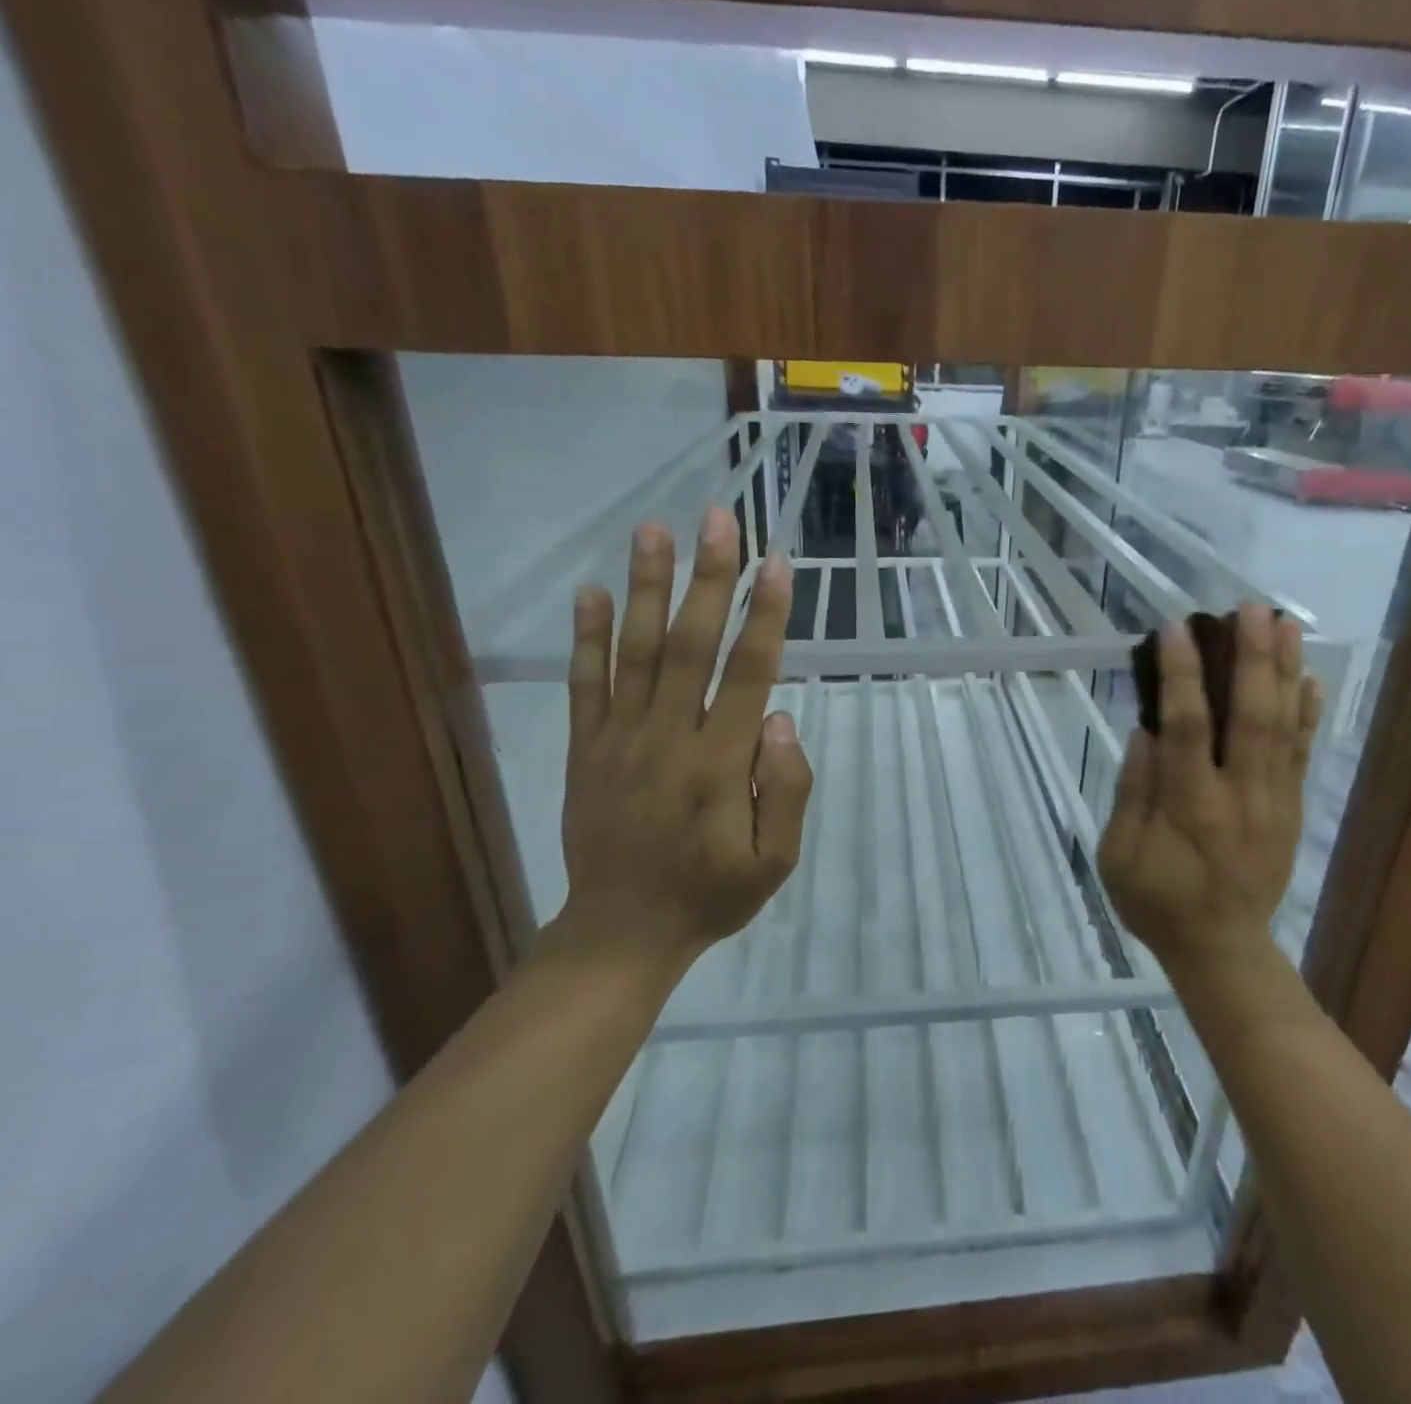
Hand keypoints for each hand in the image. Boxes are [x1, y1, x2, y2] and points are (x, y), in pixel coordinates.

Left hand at [552, 507, 811, 970]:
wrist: (621, 932)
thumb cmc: (710, 894)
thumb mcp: (775, 862)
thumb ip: (785, 791)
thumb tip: (782, 719)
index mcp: (720, 765)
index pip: (747, 675)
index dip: (764, 616)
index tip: (776, 563)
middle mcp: (668, 739)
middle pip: (689, 646)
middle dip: (708, 579)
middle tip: (717, 519)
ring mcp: (619, 741)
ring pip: (634, 652)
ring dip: (645, 588)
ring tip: (653, 531)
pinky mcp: (585, 751)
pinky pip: (584, 686)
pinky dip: (585, 638)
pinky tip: (589, 592)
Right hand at [1098, 604, 1321, 975]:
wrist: (1221, 948)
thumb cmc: (1157, 902)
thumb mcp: (1119, 857)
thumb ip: (1132, 793)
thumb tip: (1145, 732)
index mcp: (1190, 808)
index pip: (1188, 729)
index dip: (1181, 675)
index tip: (1175, 629)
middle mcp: (1240, 796)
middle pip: (1251, 716)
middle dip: (1252, 657)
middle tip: (1249, 607)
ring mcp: (1274, 801)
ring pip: (1284, 727)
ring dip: (1285, 671)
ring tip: (1284, 622)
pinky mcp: (1291, 808)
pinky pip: (1303, 753)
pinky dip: (1308, 712)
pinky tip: (1309, 676)